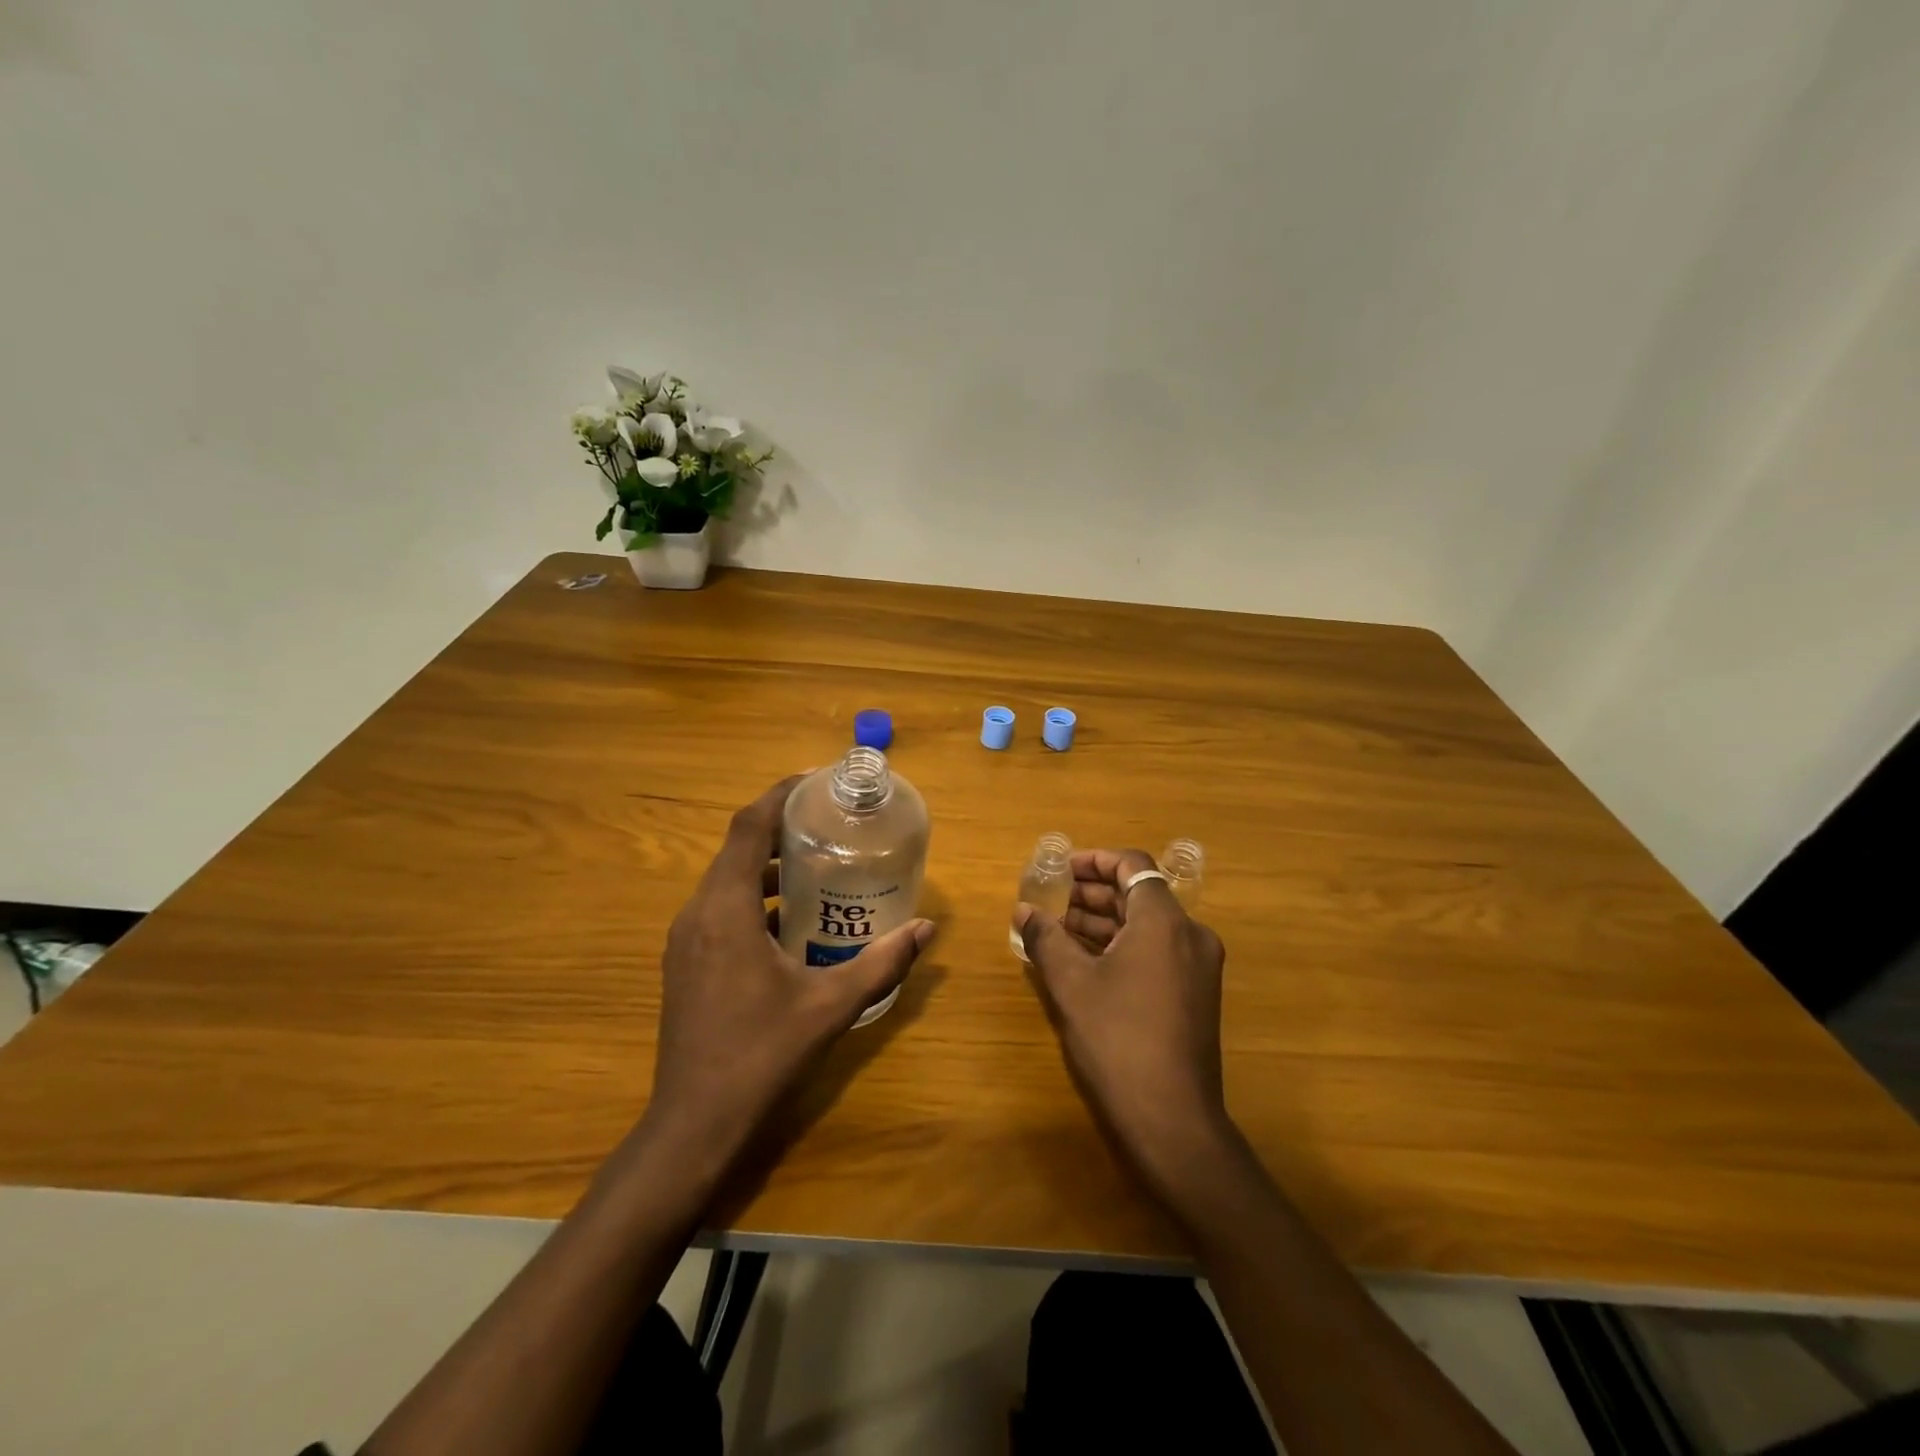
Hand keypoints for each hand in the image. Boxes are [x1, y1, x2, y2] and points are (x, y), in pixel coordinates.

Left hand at [645, 775, 934, 1168]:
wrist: (695, 1124)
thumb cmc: (761, 1053)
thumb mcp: (830, 1004)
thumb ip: (881, 963)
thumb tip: (926, 929)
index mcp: (725, 909)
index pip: (746, 827)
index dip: (778, 796)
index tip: (814, 782)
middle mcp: (697, 913)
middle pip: (735, 849)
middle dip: (779, 829)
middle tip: (829, 824)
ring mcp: (686, 940)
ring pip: (726, 881)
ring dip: (767, 866)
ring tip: (817, 866)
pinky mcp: (686, 963)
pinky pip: (721, 910)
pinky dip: (754, 899)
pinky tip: (792, 922)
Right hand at [1014, 848, 1231, 1192]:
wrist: (1172, 1119)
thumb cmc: (1118, 1039)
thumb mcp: (1071, 984)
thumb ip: (1045, 938)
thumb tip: (1023, 910)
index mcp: (1164, 921)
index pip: (1132, 865)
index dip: (1094, 860)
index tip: (1060, 870)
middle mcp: (1189, 934)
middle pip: (1138, 894)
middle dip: (1092, 894)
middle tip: (1050, 901)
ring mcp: (1197, 966)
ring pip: (1146, 925)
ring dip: (1104, 922)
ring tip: (1058, 931)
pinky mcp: (1195, 994)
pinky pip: (1155, 951)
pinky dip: (1121, 946)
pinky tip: (1084, 961)